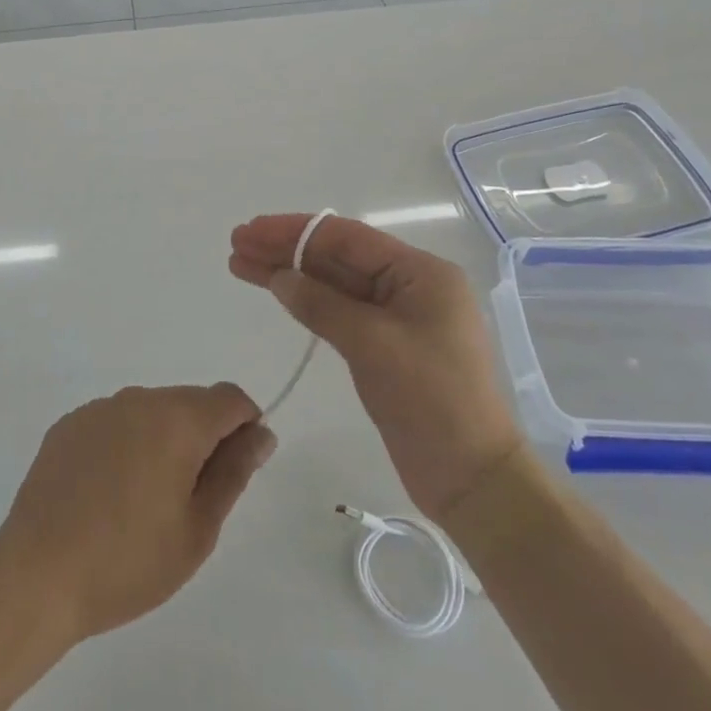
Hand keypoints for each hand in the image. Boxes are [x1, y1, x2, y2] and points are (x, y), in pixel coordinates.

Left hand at [0, 384, 274, 642]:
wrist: (36, 574)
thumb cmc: (128, 561)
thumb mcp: (197, 529)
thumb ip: (233, 472)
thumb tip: (261, 433)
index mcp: (177, 419)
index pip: (230, 398)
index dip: (245, 427)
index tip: (235, 470)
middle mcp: (139, 399)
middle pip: (190, 403)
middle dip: (202, 438)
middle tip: (189, 501)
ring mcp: (99, 408)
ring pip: (151, 412)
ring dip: (162, 441)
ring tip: (143, 502)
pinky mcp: (69, 424)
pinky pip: (114, 423)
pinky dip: (125, 445)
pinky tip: (107, 494)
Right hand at [230, 214, 520, 519]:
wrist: (473, 481)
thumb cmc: (432, 401)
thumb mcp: (373, 345)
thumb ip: (322, 304)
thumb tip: (280, 277)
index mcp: (420, 273)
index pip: (347, 237)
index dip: (294, 231)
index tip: (251, 230)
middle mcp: (410, 286)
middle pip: (337, 257)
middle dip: (286, 250)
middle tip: (237, 244)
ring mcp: (398, 317)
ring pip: (335, 284)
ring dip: (290, 274)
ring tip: (241, 265)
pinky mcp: (386, 346)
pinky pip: (341, 311)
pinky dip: (308, 302)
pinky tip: (278, 292)